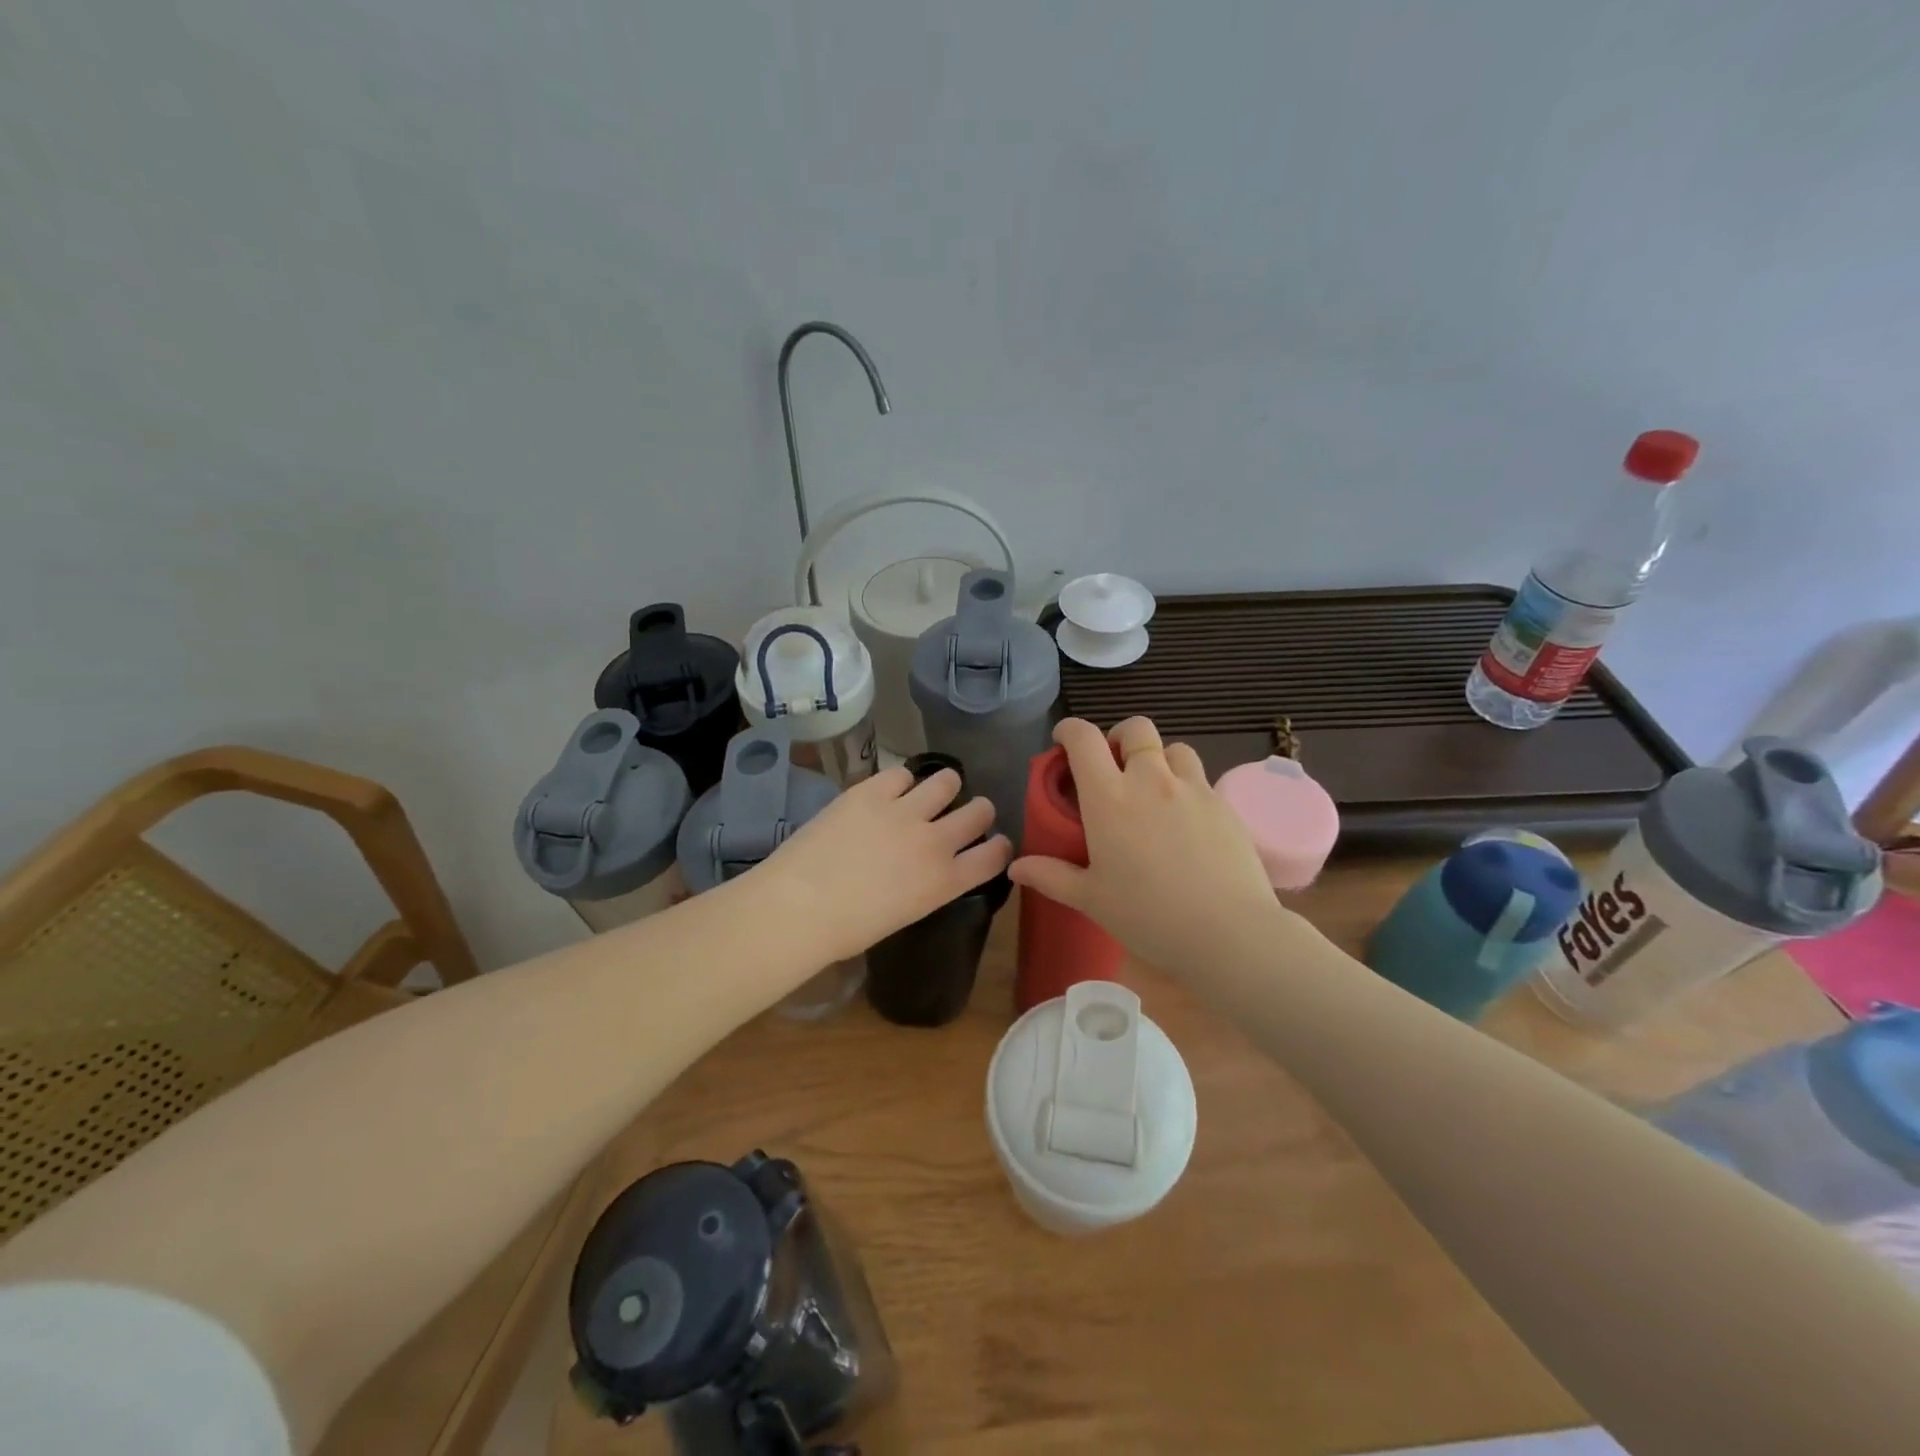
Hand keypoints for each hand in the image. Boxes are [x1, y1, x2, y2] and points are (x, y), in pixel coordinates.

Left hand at [761, 765, 1012, 963]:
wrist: (800, 906)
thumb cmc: (846, 930)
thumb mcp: (904, 913)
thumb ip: (926, 885)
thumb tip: (924, 869)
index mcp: (945, 882)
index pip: (995, 856)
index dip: (999, 846)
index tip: (994, 842)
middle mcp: (935, 842)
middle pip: (980, 811)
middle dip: (977, 810)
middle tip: (963, 813)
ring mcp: (905, 812)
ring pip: (947, 780)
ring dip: (944, 786)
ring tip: (929, 793)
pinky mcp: (872, 791)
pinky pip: (901, 773)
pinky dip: (899, 782)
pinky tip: (888, 792)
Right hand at [1008, 717, 1282, 972]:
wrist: (1228, 933)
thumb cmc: (1148, 916)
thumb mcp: (1091, 899)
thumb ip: (1051, 876)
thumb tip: (1015, 867)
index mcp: (1109, 798)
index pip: (1084, 739)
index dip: (1070, 730)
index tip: (1063, 741)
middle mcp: (1150, 781)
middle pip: (1136, 729)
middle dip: (1119, 736)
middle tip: (1113, 764)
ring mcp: (1192, 789)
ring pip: (1173, 748)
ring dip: (1157, 758)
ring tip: (1153, 789)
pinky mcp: (1224, 805)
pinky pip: (1200, 779)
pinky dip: (1186, 786)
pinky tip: (1185, 821)